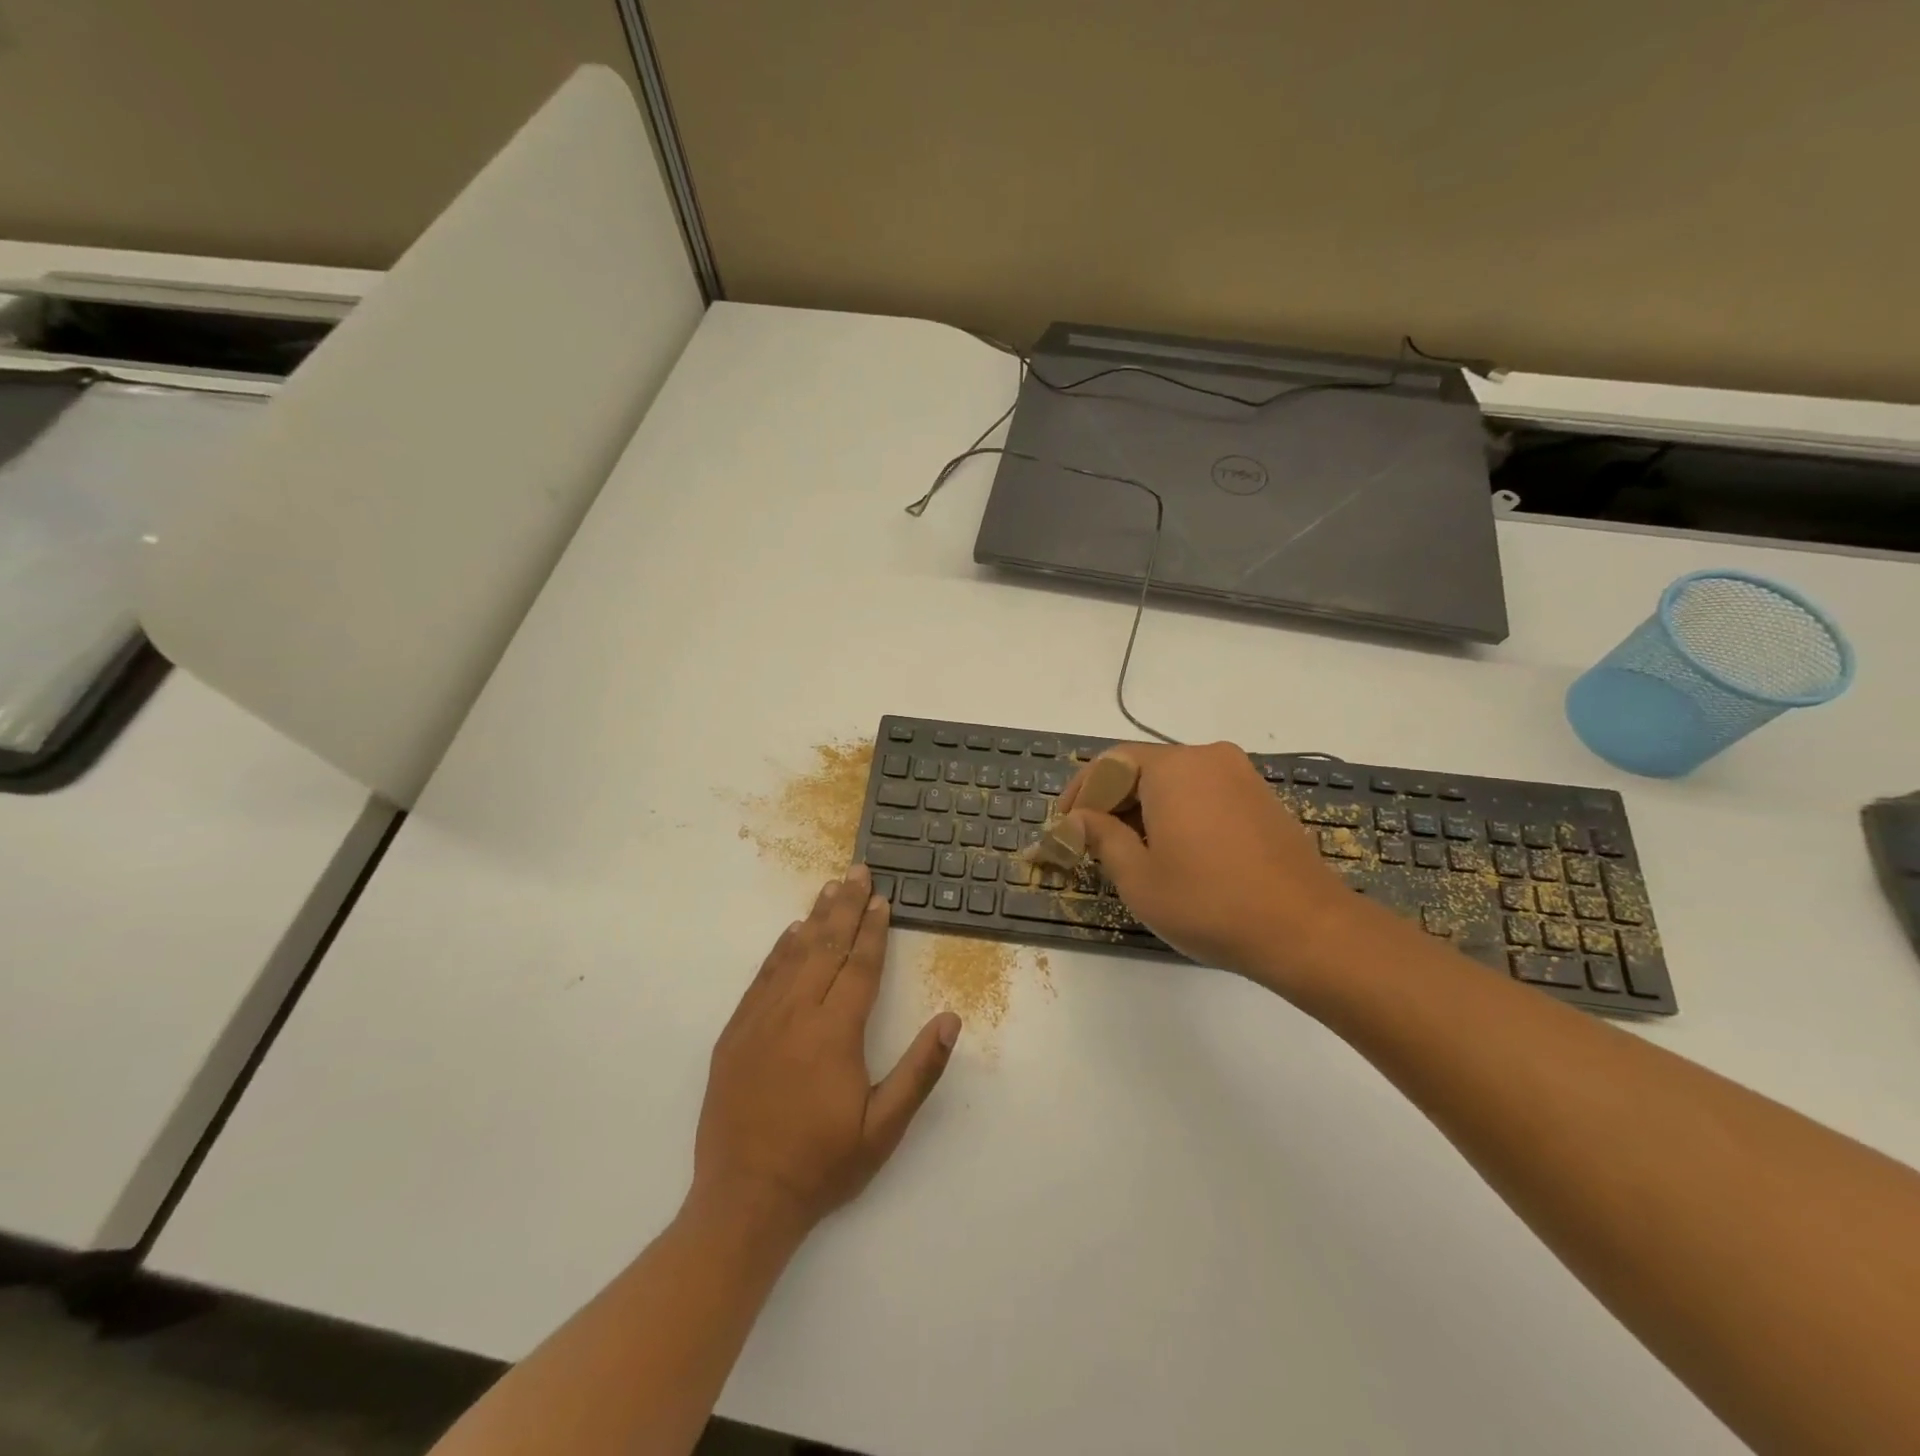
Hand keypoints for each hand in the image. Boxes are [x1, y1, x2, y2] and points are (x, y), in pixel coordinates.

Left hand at [692, 865, 960, 1237]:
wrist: (744, 1200)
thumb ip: (920, 1070)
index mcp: (835, 1032)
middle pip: (826, 947)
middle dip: (845, 907)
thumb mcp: (884, 1128)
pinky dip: (780, 949)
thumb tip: (951, 1019)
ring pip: (793, 955)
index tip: (882, 899)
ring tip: (830, 888)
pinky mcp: (736, 1033)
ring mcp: (761, 1021)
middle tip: (857, 871)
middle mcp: (797, 1014)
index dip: (873, 930)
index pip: (859, 966)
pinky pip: (762, 977)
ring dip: (815, 919)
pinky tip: (791, 933)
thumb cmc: (823, 1164)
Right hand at [1060, 742, 1362, 988]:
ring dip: (1143, 809)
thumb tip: (1078, 819)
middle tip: (1091, 842)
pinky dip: (1177, 813)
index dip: (1081, 792)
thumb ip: (1101, 837)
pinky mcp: (1261, 799)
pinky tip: (1173, 851)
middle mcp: (1208, 758)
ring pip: (1174, 782)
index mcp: (1174, 768)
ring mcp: (1240, 777)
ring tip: (1128, 852)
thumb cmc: (1210, 903)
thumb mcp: (1139, 877)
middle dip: (1111, 802)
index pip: (1110, 763)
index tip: (1065, 826)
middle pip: (1142, 768)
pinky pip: (1204, 794)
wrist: (1306, 930)